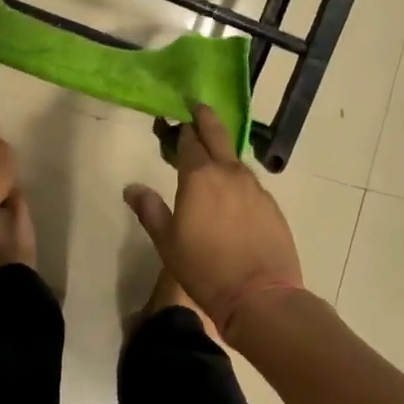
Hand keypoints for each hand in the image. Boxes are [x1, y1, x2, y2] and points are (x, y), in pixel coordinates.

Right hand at [123, 104, 303, 335]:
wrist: (261, 296)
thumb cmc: (205, 269)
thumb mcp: (167, 242)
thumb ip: (150, 210)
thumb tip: (131, 188)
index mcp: (200, 177)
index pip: (189, 142)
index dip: (182, 130)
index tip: (176, 121)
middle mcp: (229, 173)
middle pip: (217, 135)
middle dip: (206, 118)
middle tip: (198, 107)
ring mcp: (255, 188)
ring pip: (235, 160)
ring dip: (222, 152)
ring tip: (213, 155)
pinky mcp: (272, 206)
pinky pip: (250, 183)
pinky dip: (238, 179)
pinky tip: (233, 194)